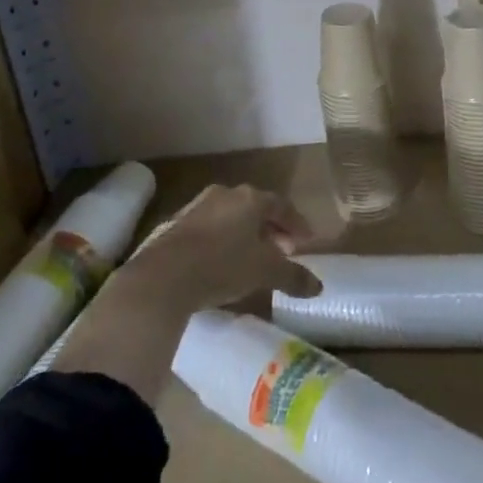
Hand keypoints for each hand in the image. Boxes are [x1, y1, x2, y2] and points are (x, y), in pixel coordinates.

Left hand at [122, 184, 322, 312]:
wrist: (163, 276)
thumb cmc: (223, 265)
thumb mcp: (265, 273)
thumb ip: (293, 277)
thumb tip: (318, 287)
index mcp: (251, 199)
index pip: (282, 205)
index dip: (296, 223)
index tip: (306, 241)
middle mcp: (226, 194)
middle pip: (256, 208)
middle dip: (272, 229)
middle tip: (282, 250)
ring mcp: (198, 207)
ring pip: (232, 217)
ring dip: (246, 234)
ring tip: (253, 258)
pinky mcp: (177, 225)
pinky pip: (210, 228)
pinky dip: (223, 241)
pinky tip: (223, 262)